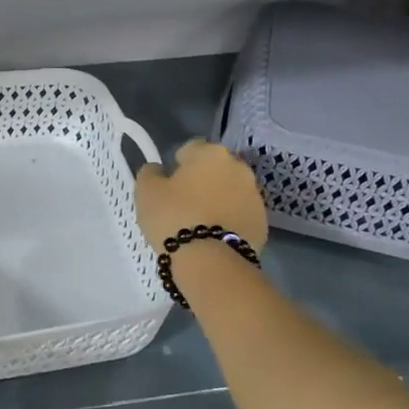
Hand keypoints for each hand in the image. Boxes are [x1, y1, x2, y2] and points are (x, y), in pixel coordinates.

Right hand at [135, 140, 269, 254]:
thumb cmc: (174, 217)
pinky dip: (229, 220)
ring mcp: (255, 195)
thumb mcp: (146, 191)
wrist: (210, 260)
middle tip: (184, 204)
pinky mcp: (263, 222)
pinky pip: (240, 214)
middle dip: (202, 181)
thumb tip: (158, 169)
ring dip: (218, 200)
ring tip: (200, 223)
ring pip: (231, 191)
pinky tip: (214, 237)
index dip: (177, 165)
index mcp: (210, 153)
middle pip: (215, 169)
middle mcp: (238, 167)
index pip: (191, 149)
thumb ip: (150, 173)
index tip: (168, 184)